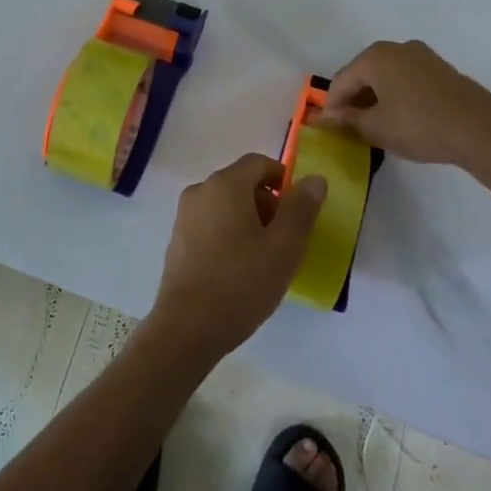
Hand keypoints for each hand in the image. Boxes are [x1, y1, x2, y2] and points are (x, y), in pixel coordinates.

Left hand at [150, 154, 326, 359]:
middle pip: (241, 182)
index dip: (283, 180)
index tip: (298, 212)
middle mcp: (200, 191)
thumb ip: (301, 209)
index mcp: (225, 184)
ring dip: (248, 221)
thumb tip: (314, 179)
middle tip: (285, 240)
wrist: (187, 327)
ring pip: (225, 205)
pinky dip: (228, 234)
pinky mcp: (176, 240)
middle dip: (268, 203)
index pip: (258, 163)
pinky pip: (210, 224)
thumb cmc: (242, 283)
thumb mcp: (285, 247)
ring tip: (264, 259)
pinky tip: (238, 270)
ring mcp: (184, 216)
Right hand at [314, 39, 490, 166]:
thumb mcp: (376, 128)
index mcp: (375, 56)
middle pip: (363, 75)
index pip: (341, 81)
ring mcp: (422, 57)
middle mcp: (397, 49)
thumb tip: (324, 118)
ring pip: (387, 78)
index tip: (329, 130)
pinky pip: (407, 81)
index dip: (332, 107)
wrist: (481, 129)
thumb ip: (347, 121)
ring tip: (375, 128)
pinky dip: (397, 98)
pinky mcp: (442, 71)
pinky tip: (401, 120)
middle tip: (351, 129)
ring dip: (376, 100)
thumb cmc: (419, 124)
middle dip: (354, 101)